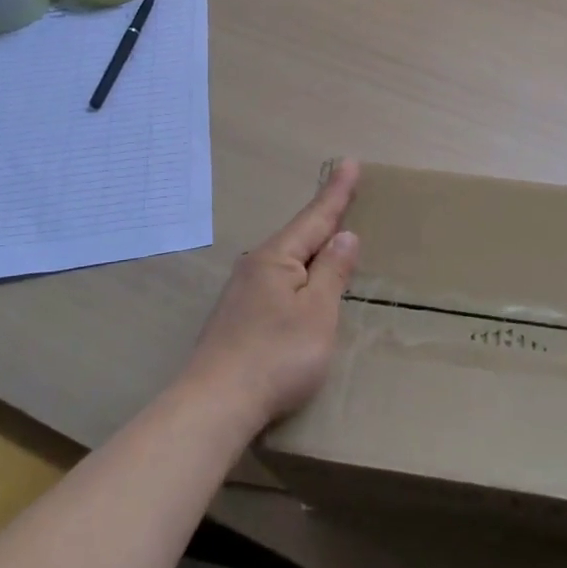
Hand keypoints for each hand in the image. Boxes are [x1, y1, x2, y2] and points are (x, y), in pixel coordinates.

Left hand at [184, 159, 361, 428]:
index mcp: (277, 258)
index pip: (316, 218)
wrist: (215, 405)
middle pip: (298, 236)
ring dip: (309, 246)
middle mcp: (256, 267)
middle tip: (343, 193)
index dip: (337, 192)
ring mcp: (242, 293)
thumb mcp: (318, 312)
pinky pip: (276, 281)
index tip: (351, 162)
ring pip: (285, 260)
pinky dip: (296, 273)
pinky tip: (299, 284)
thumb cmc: (277, 355)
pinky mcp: (237, 319)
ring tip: (327, 236)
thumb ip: (333, 272)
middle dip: (323, 216)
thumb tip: (345, 235)